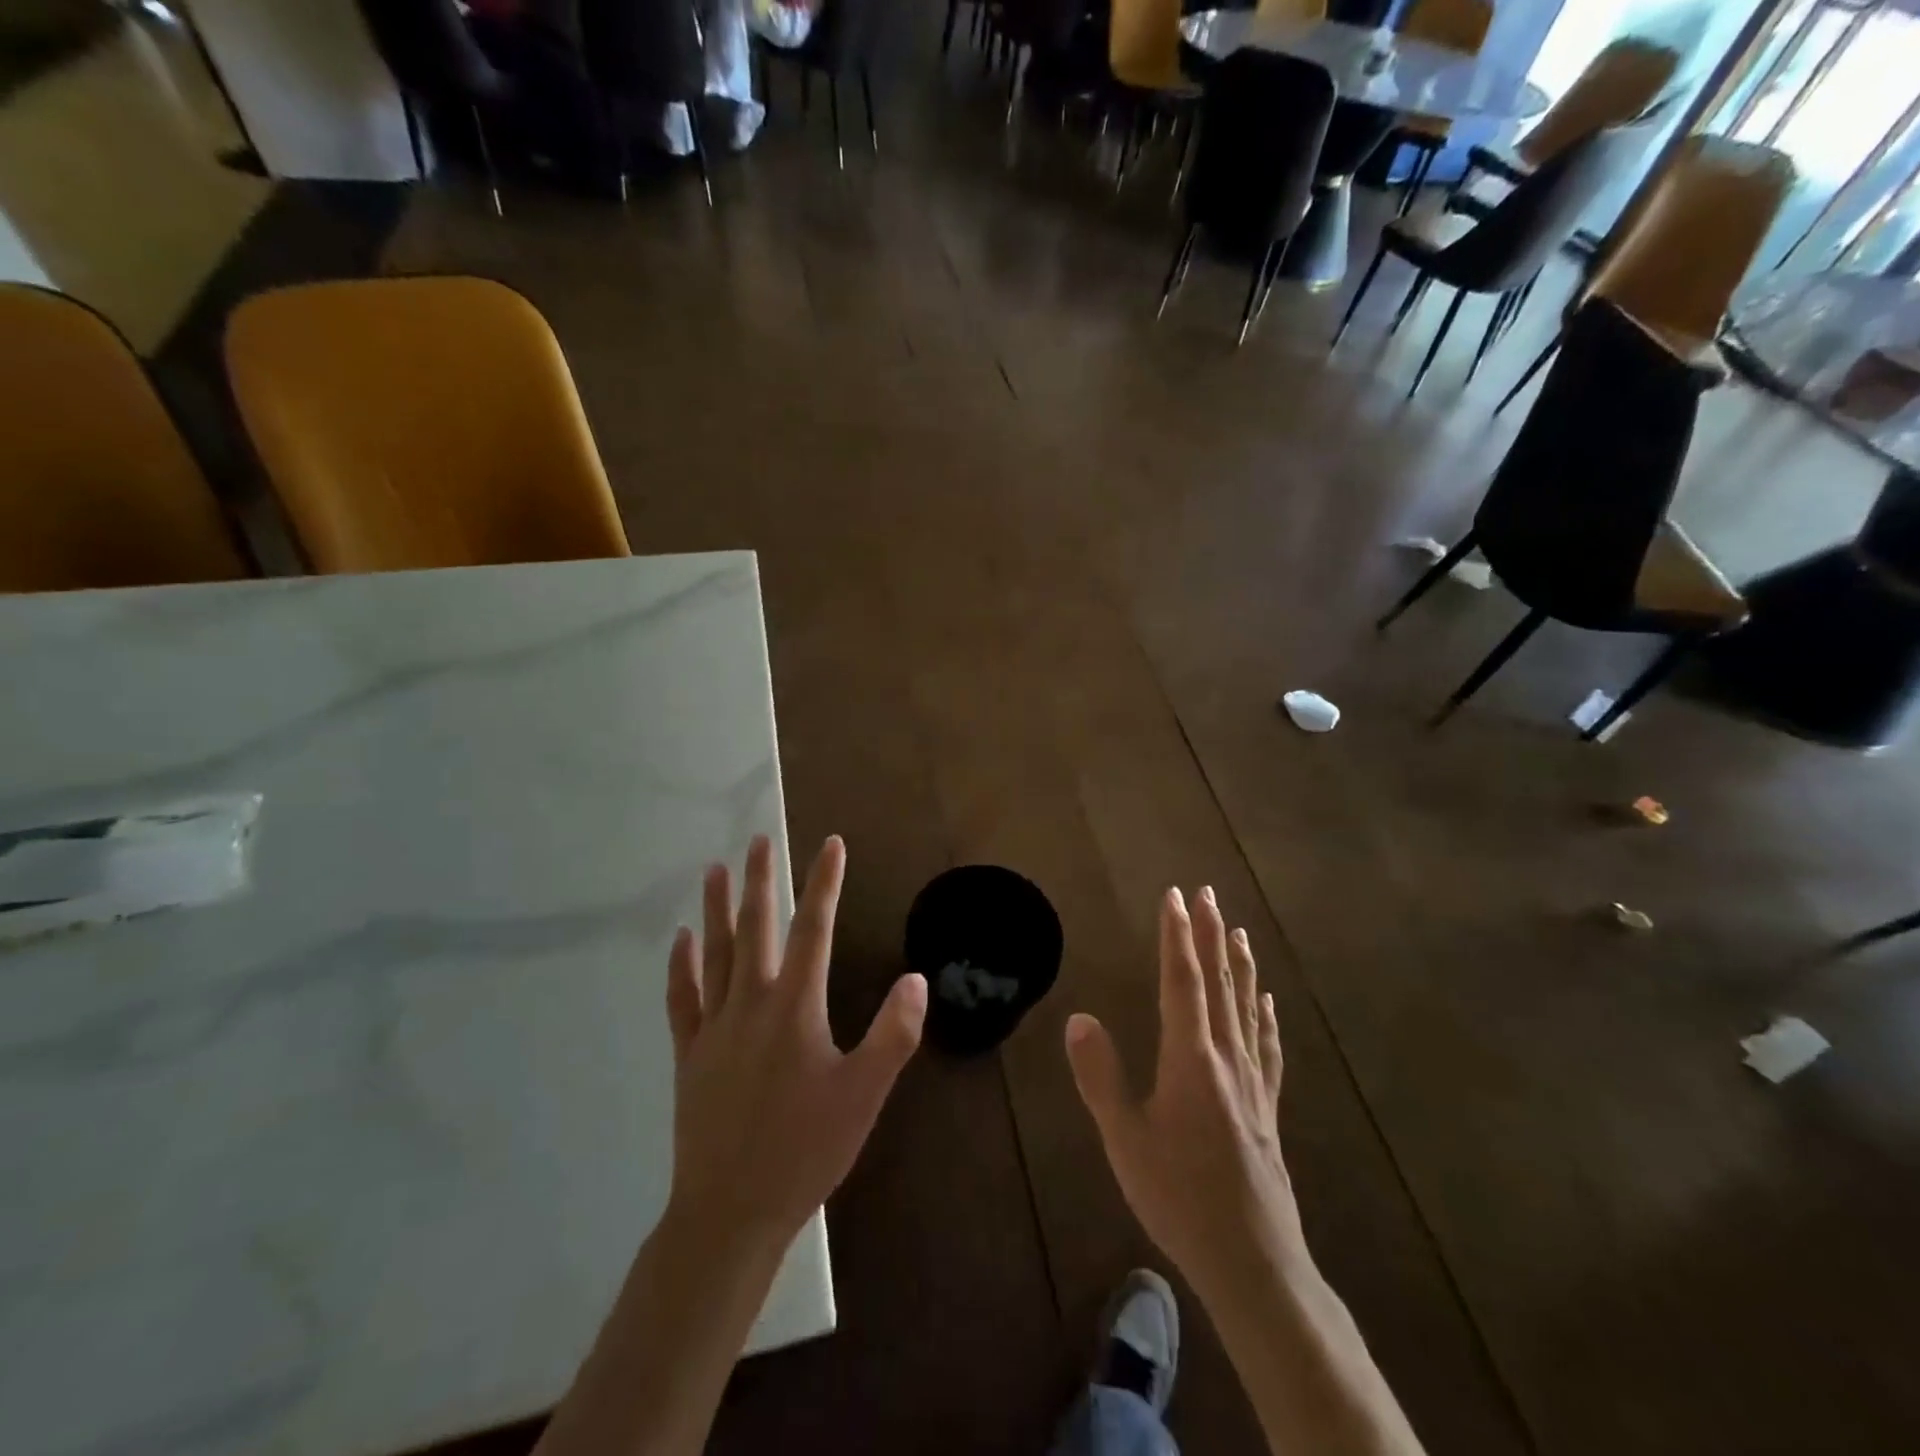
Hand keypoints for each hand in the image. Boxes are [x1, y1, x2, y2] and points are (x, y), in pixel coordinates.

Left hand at [665, 834, 926, 1253]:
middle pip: (756, 928)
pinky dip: (681, 964)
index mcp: (794, 1007)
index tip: (830, 844)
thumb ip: (893, 1034)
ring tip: (715, 868)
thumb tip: (916, 978)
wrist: (731, 1212)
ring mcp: (714, 1027)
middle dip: (761, 880)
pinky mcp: (690, 1054)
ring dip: (716, 908)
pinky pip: (683, 997)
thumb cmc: (805, 1150)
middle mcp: (751, 1003)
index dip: (823, 883)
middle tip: (760, 840)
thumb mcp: (864, 1095)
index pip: (813, 929)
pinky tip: (681, 939)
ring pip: (715, 952)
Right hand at [1065, 886, 1302, 1301]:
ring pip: (1247, 1007)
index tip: (1175, 896)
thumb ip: (1101, 1076)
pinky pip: (1267, 1046)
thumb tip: (1080, 1018)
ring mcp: (1253, 1082)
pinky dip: (1265, 1015)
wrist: (1253, 1261)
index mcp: (1190, 1059)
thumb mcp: (1125, 1139)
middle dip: (1212, 934)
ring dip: (1240, 965)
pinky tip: (1268, 1002)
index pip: (1182, 982)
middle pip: (1219, 983)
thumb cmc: (1180, 1197)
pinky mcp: (1267, 1107)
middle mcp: (1226, 1058)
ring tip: (1239, 931)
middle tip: (1210, 893)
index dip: (1177, 936)